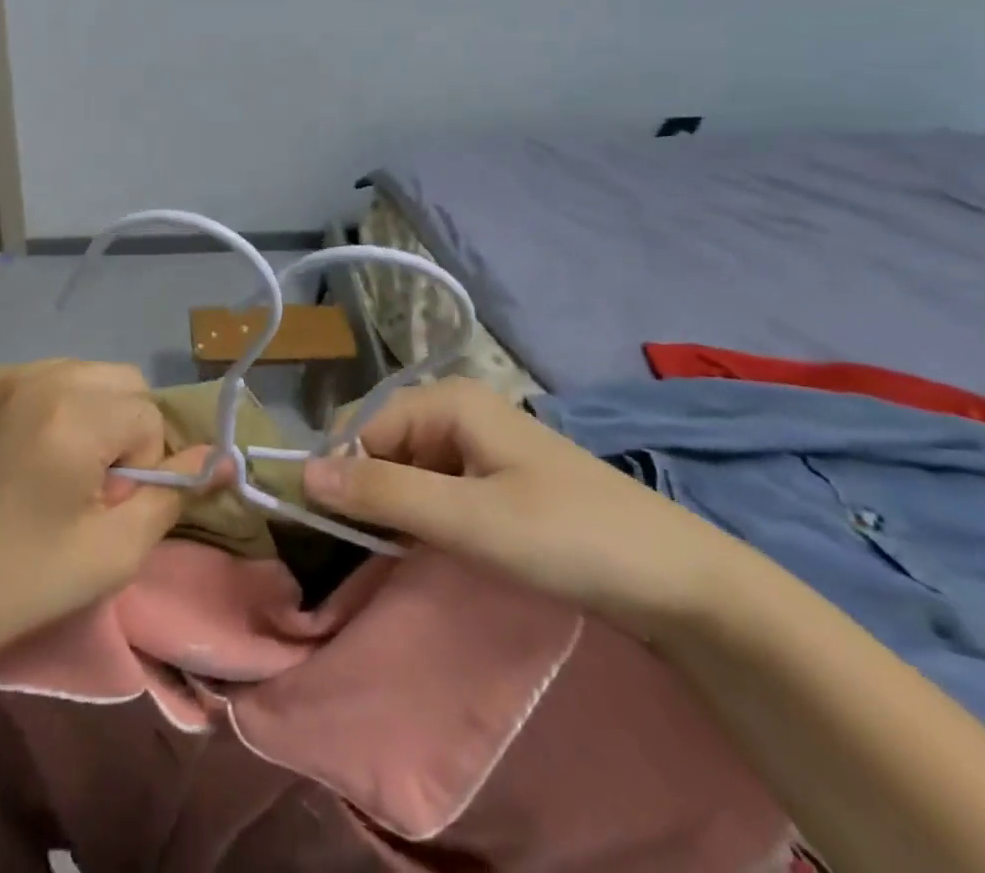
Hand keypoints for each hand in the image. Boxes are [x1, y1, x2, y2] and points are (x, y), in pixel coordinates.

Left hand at [0, 360, 195, 673]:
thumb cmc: (19, 581)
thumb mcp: (111, 554)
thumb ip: (173, 497)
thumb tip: (223, 458)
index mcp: (72, 416)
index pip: (147, 415)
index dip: (140, 465)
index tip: (104, 502)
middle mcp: (33, 377)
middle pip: (117, 379)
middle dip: (119, 424)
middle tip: (85, 479)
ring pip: (73, 371)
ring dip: (80, 410)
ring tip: (46, 462)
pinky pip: (25, 376)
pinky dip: (34, 405)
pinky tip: (8, 450)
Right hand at [302, 378, 744, 636]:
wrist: (683, 584)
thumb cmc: (569, 537)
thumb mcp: (468, 519)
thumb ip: (382, 493)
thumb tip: (300, 472)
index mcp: (446, 399)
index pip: (360, 426)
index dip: (340, 472)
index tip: (332, 531)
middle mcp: (456, 409)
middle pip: (379, 442)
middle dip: (366, 490)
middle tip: (373, 549)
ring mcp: (477, 443)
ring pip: (404, 468)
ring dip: (393, 508)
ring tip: (399, 554)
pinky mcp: (494, 477)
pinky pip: (433, 486)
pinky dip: (421, 515)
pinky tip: (430, 548)